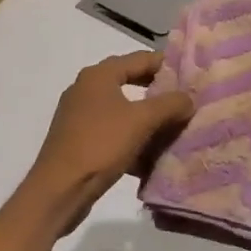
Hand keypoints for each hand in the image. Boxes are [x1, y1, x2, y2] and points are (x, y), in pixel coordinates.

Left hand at [19, 51, 193, 232]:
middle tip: (184, 101)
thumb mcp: (142, 121)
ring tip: (173, 128)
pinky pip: (112, 132)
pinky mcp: (78, 140)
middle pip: (131, 82)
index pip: (140, 58)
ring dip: (147, 118)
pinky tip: (150, 155)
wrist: (58, 191)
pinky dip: (132, 138)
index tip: (191, 75)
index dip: (167, 65)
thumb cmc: (100, 145)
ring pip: (123, 110)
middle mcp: (86, 89)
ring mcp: (80, 116)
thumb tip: (189, 99)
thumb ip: (170, 104)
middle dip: (158, 93)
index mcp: (99, 75)